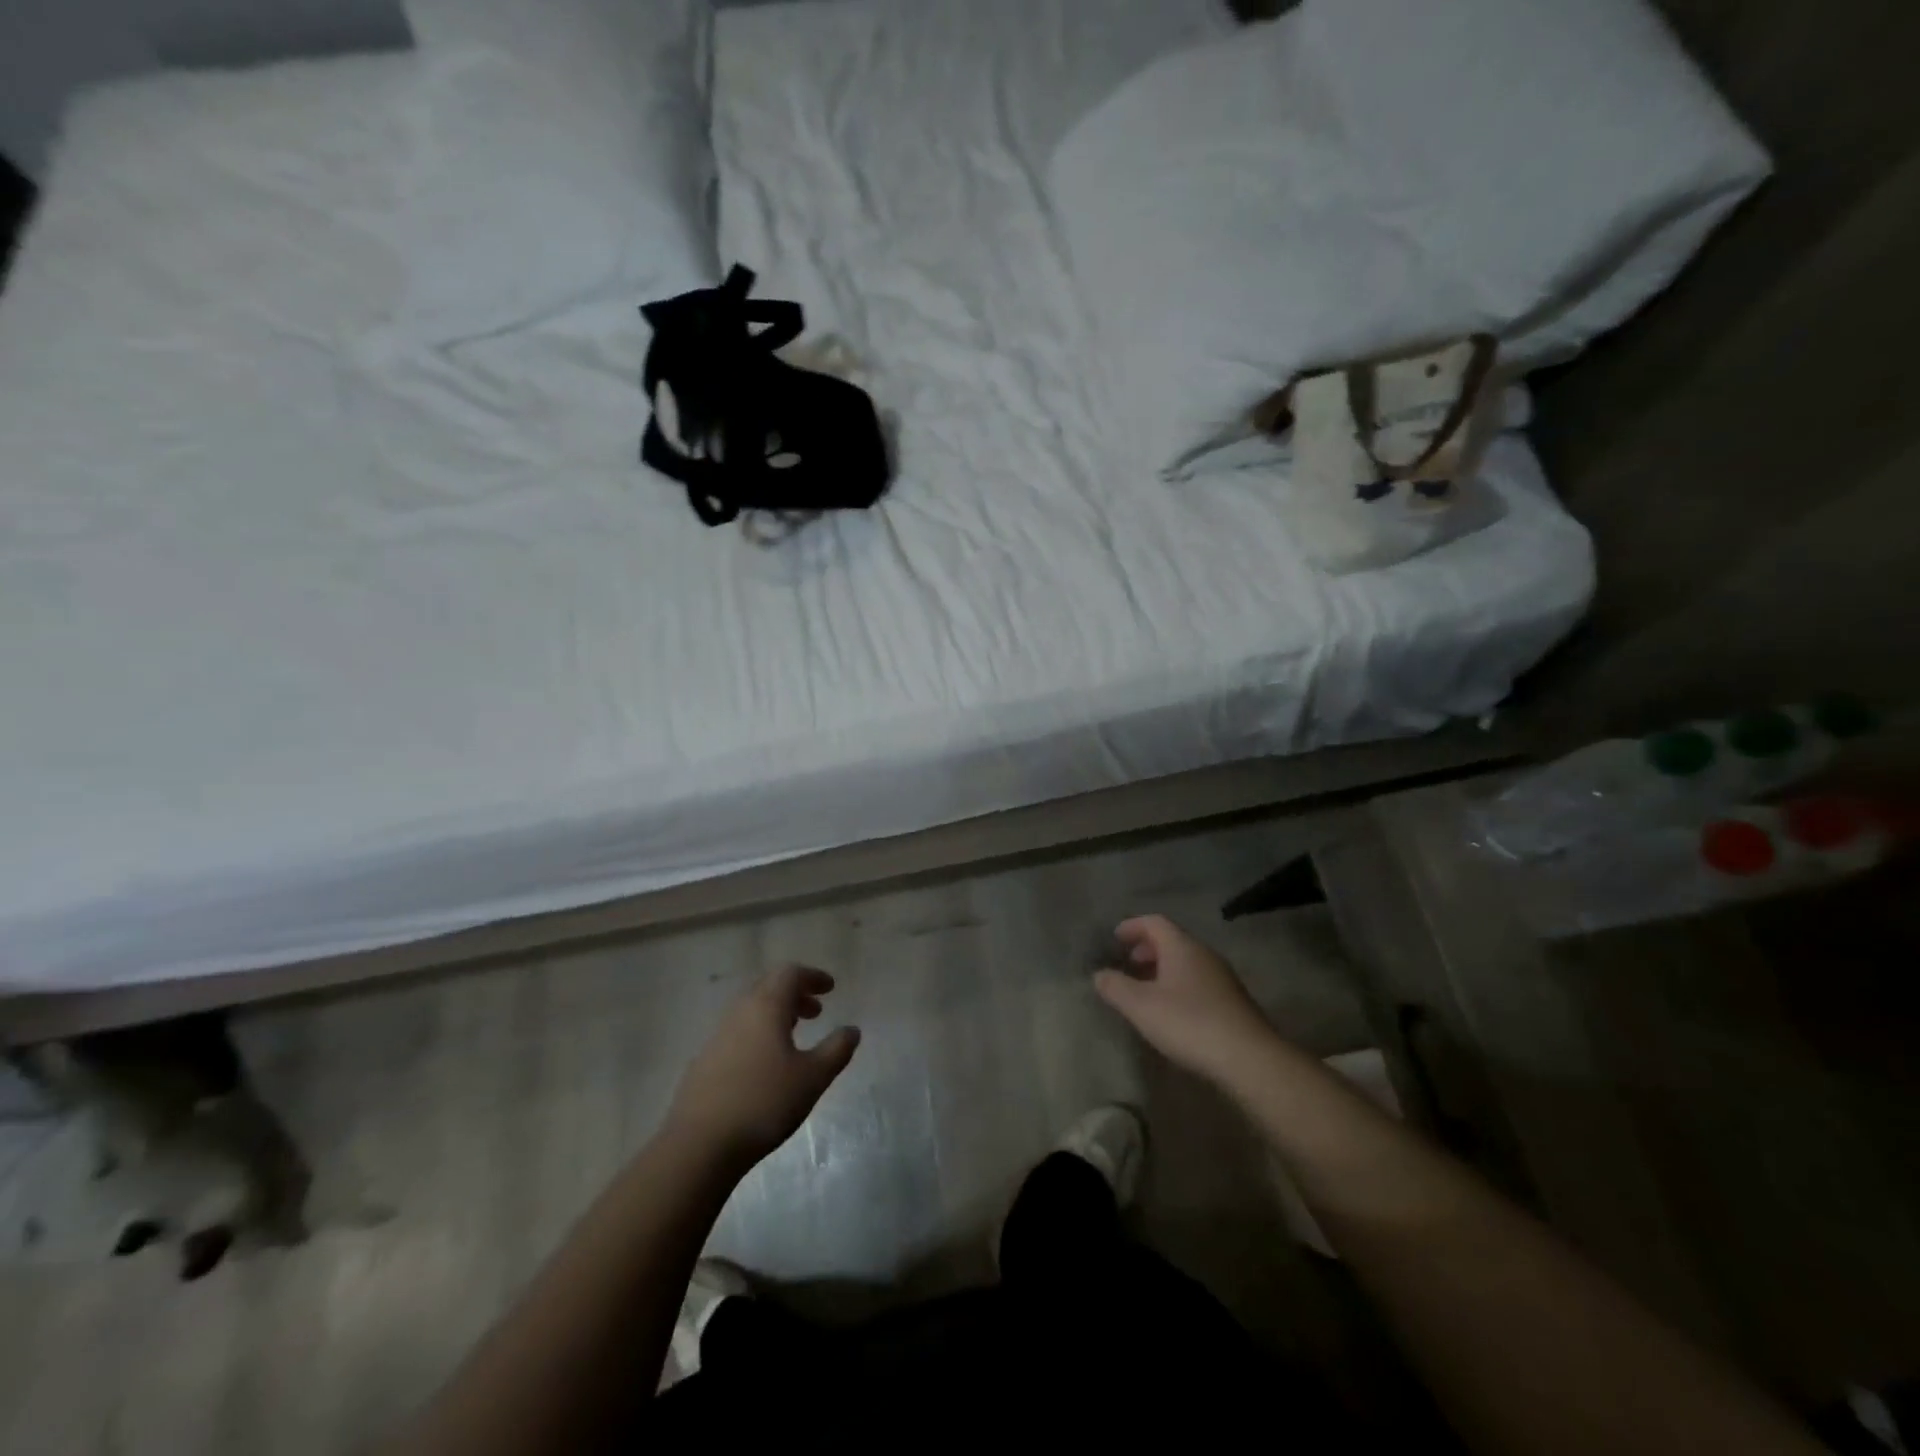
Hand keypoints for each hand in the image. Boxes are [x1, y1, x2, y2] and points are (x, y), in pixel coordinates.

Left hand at [665, 966, 860, 1171]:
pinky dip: (758, 1032)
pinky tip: (765, 1062)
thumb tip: (852, 1030)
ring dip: (776, 1013)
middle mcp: (739, 1012)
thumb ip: (836, 1050)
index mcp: (766, 1007)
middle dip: (795, 993)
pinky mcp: (704, 1061)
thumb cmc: (764, 1103)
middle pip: (768, 986)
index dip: (813, 977)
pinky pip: (737, 1031)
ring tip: (794, 1034)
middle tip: (816, 1011)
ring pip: (751, 1009)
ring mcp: (717, 1036)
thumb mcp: (812, 1078)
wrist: (698, 1145)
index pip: (790, 974)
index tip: (831, 988)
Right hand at [1094, 916, 1278, 1086]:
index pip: (1154, 922)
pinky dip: (1178, 985)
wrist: (1249, 1058)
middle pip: (1172, 940)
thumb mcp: (1141, 1006)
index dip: (1132, 926)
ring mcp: (1222, 978)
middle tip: (1128, 964)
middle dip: (1147, 949)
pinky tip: (1171, 1011)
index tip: (1114, 938)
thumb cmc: (1189, 1023)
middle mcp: (1204, 954)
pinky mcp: (1232, 1002)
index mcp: (1182, 946)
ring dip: (1163, 969)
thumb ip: (1116, 987)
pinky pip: (1198, 981)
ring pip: (1186, 962)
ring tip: (1145, 990)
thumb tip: (1099, 974)